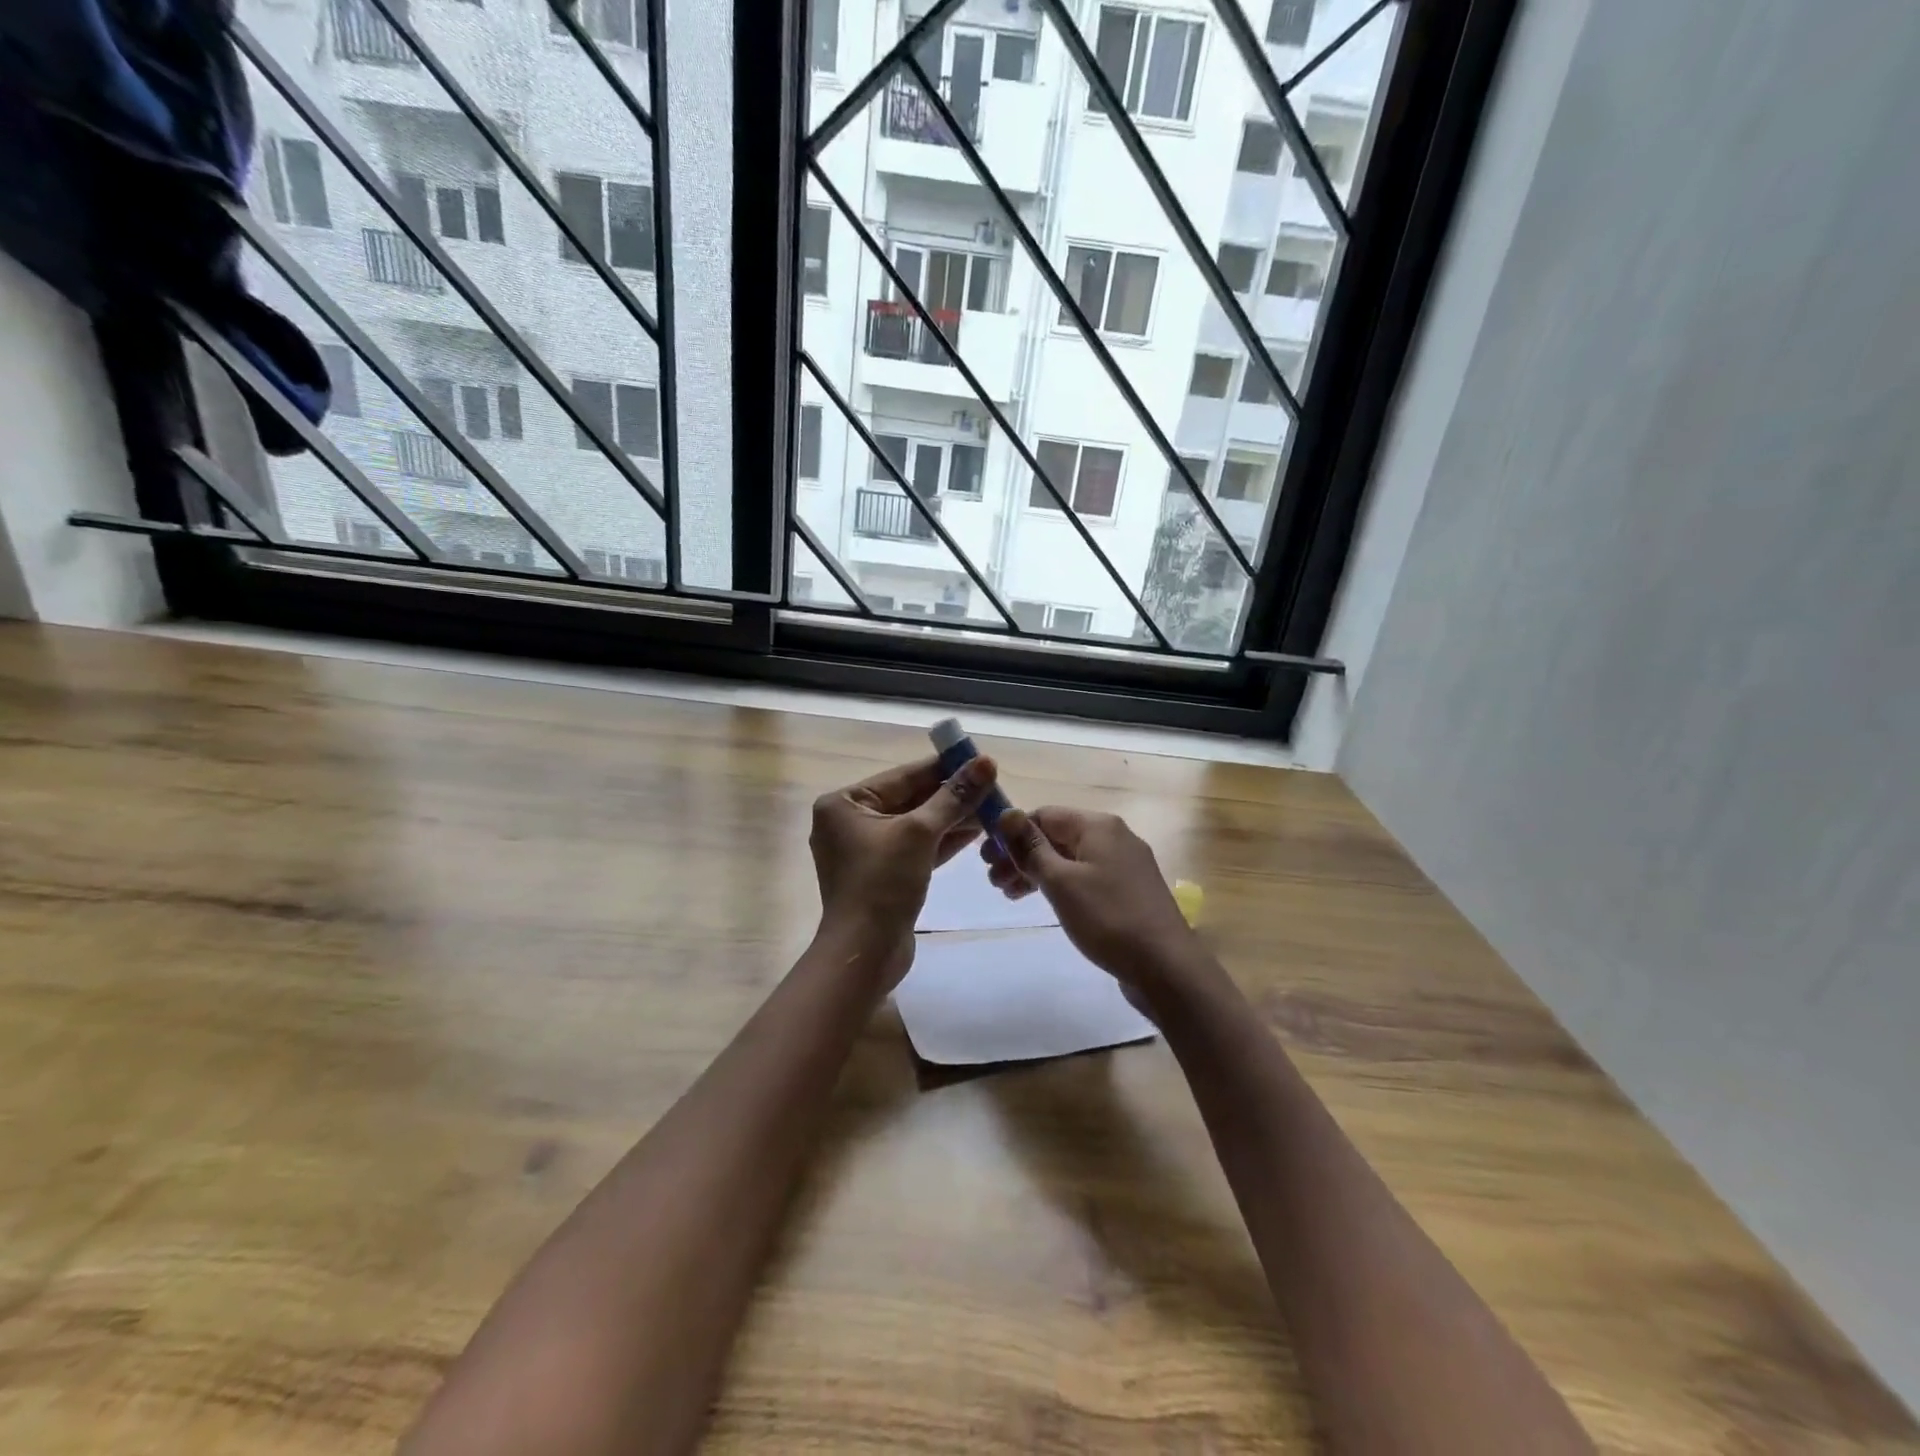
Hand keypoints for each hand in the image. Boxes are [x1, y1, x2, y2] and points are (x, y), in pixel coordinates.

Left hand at [810, 754, 997, 989]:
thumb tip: (985, 762)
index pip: (903, 775)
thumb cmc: (882, 884)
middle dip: (952, 794)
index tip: (978, 758)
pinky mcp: (885, 874)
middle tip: (992, 784)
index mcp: (844, 804)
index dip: (943, 766)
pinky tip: (977, 830)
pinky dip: (944, 840)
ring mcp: (867, 851)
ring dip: (953, 817)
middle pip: (910, 798)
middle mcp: (851, 822)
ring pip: (917, 824)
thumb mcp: (919, 833)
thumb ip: (953, 796)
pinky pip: (917, 847)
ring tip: (992, 806)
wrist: (865, 954)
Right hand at [985, 807, 1202, 1004]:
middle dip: (1022, 855)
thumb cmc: (1108, 918)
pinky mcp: (1129, 891)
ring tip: (1010, 895)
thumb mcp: (1061, 882)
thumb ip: (1030, 847)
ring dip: (1037, 872)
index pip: (1044, 814)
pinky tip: (1045, 903)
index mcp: (1098, 826)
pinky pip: (1086, 877)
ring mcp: (1125, 864)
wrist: (1166, 966)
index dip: (1011, 833)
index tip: (985, 859)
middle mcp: (1114, 836)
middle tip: (994, 881)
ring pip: (1070, 859)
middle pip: (1056, 836)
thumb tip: (1006, 814)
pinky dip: (1061, 885)